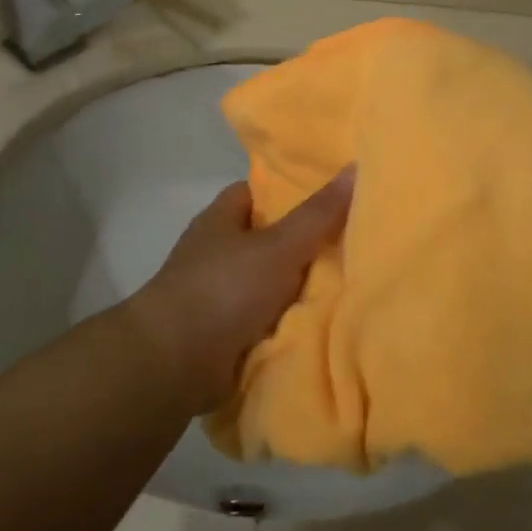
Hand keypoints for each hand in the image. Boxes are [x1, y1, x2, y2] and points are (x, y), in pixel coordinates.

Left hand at [126, 168, 354, 411]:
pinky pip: (267, 319)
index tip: (335, 197)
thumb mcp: (279, 246)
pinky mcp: (224, 332)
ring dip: (300, 288)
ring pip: (272, 282)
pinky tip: (326, 322)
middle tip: (356, 242)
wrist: (175, 363)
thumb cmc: (224, 289)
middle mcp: (218, 252)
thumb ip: (318, 214)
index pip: (261, 193)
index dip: (295, 191)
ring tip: (353, 283)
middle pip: (271, 239)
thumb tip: (355, 167)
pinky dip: (289, 321)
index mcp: (222, 219)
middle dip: (306, 244)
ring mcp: (219, 293)